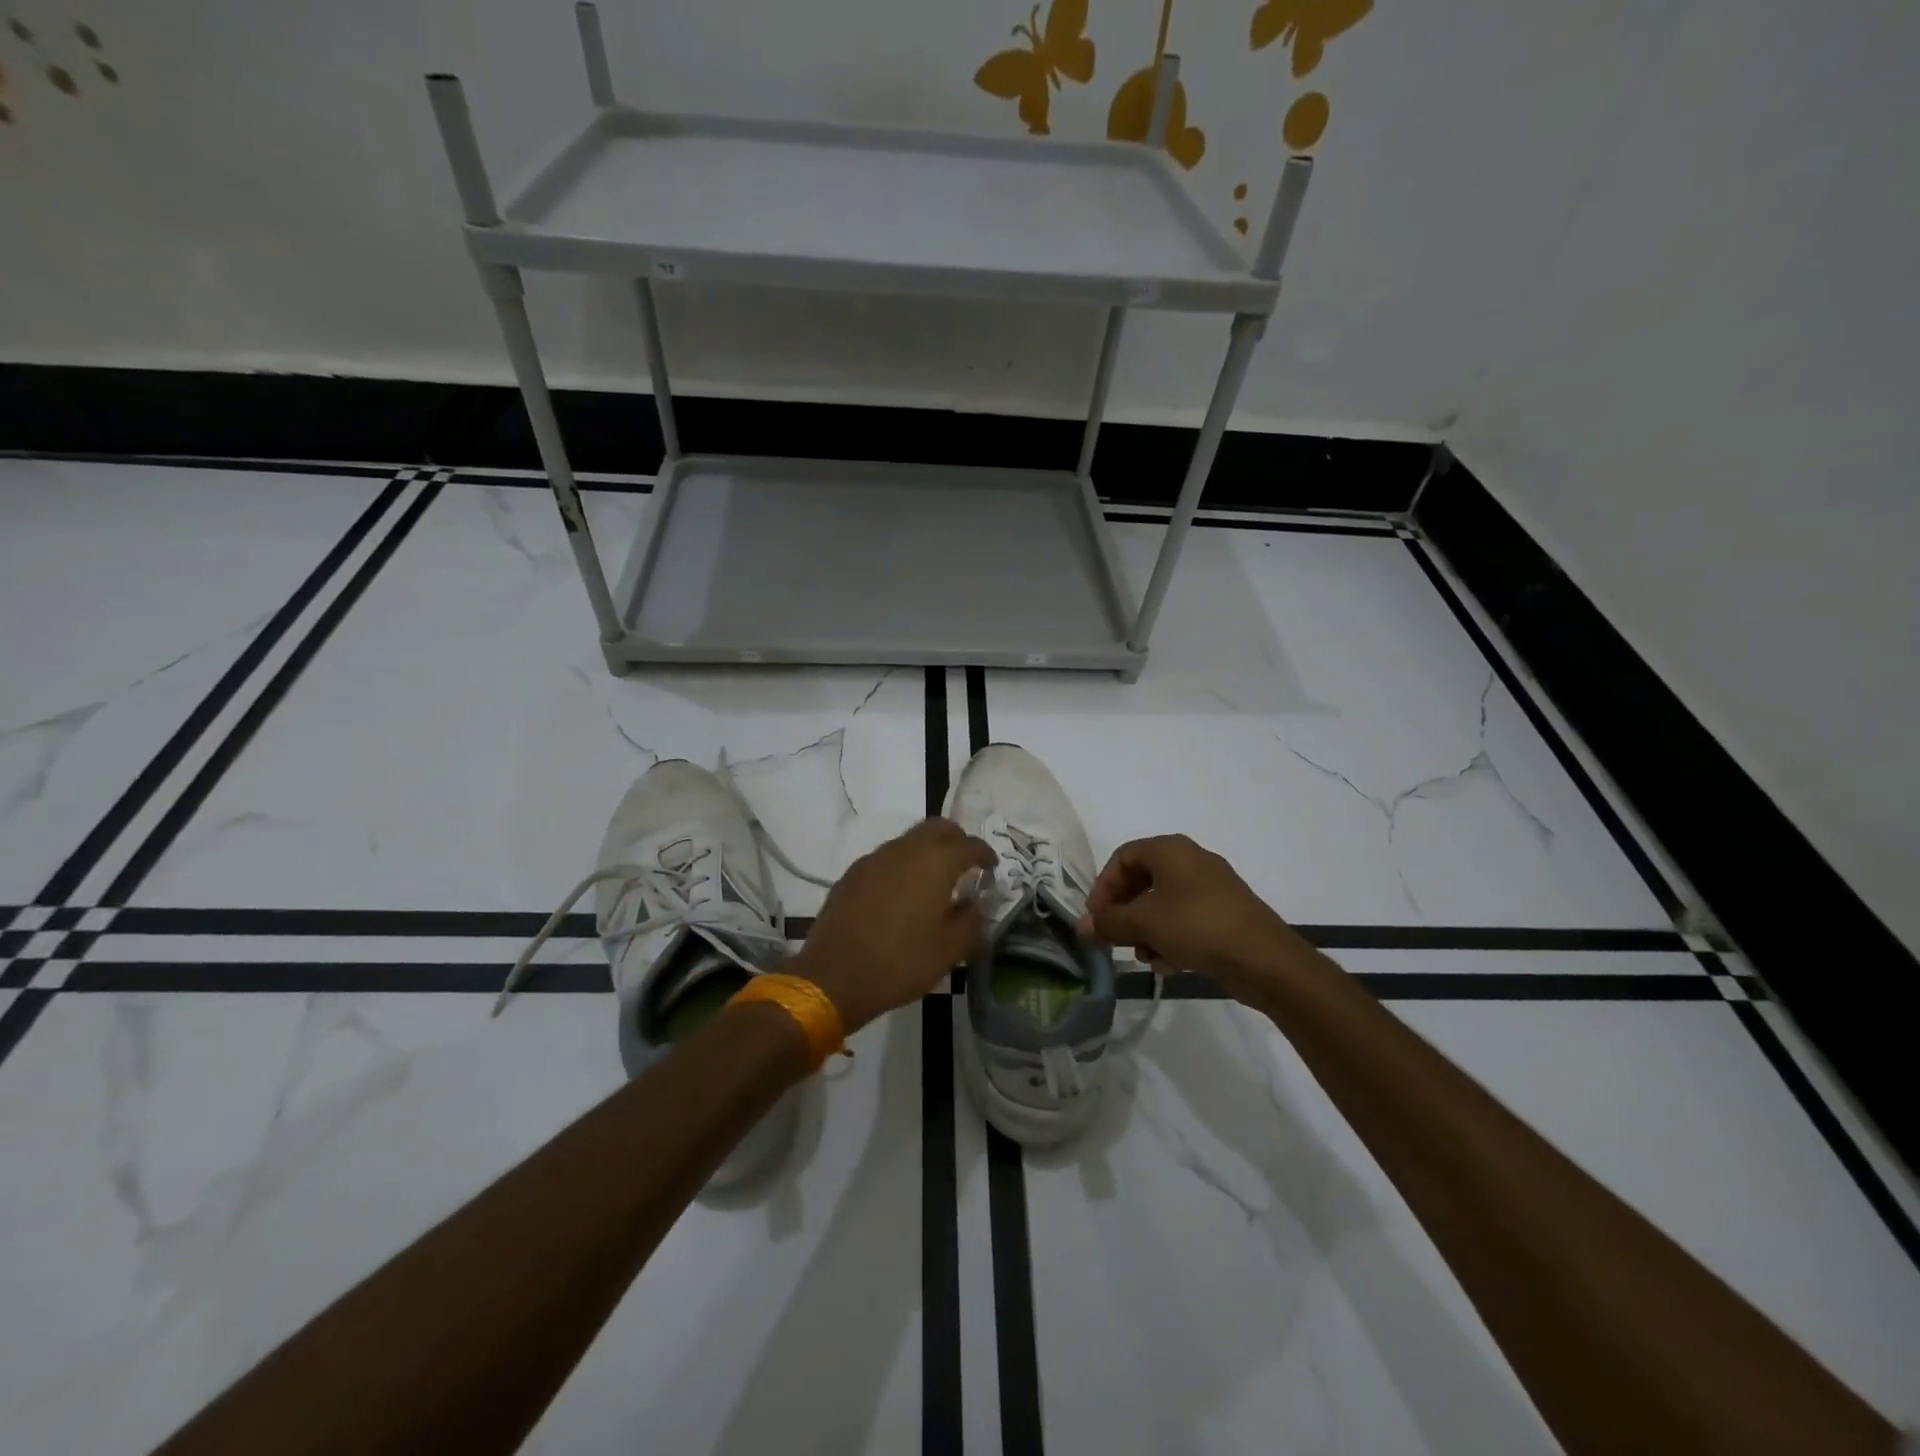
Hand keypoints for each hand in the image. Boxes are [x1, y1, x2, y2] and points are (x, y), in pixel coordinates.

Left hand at [790, 818, 996, 1033]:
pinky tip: (903, 894)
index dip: (985, 854)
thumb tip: (977, 907)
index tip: (992, 868)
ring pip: (910, 840)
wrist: (833, 976)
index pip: (969, 845)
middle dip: (957, 841)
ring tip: (935, 882)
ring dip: (928, 851)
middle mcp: (905, 850)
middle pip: (938, 828)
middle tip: (966, 865)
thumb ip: (971, 922)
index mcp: (934, 863)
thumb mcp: (948, 951)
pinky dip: (903, 865)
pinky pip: (887, 858)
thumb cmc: (900, 963)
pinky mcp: (853, 873)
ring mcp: (874, 859)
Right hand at [1077, 834, 1309, 999]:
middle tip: (1114, 938)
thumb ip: (1108, 922)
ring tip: (1145, 956)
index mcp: (1170, 849)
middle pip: (1142, 881)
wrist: (1265, 959)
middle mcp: (1191, 860)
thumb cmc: (1196, 926)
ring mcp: (1211, 887)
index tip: (1096, 918)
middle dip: (1124, 912)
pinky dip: (1171, 938)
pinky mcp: (1226, 913)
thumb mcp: (1143, 923)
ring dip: (1146, 930)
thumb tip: (1082, 926)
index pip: (1122, 857)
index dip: (1103, 887)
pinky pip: (1186, 919)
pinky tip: (1170, 965)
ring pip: (1163, 904)